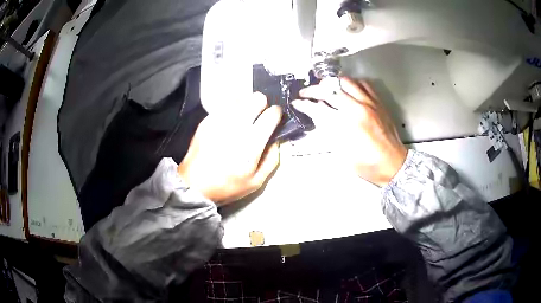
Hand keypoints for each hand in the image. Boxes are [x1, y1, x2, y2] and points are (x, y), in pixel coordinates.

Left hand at [178, 92, 281, 204]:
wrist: (194, 184)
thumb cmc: (227, 185)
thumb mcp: (256, 182)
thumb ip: (272, 159)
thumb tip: (277, 140)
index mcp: (251, 143)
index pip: (271, 114)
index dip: (276, 113)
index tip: (275, 117)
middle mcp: (236, 126)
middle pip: (257, 98)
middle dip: (262, 105)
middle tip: (259, 116)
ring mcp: (220, 120)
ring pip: (241, 98)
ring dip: (247, 105)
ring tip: (244, 117)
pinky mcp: (207, 120)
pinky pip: (225, 104)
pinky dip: (232, 108)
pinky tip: (230, 121)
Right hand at [293, 77, 406, 186]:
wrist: (394, 164)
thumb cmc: (368, 165)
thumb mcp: (343, 154)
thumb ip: (329, 133)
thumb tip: (317, 118)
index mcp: (348, 124)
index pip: (320, 107)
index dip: (305, 104)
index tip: (297, 103)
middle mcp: (358, 108)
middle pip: (330, 90)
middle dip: (313, 90)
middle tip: (305, 93)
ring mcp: (370, 103)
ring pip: (346, 82)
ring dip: (331, 83)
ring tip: (324, 88)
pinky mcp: (378, 103)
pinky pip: (363, 84)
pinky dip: (351, 84)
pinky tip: (346, 89)